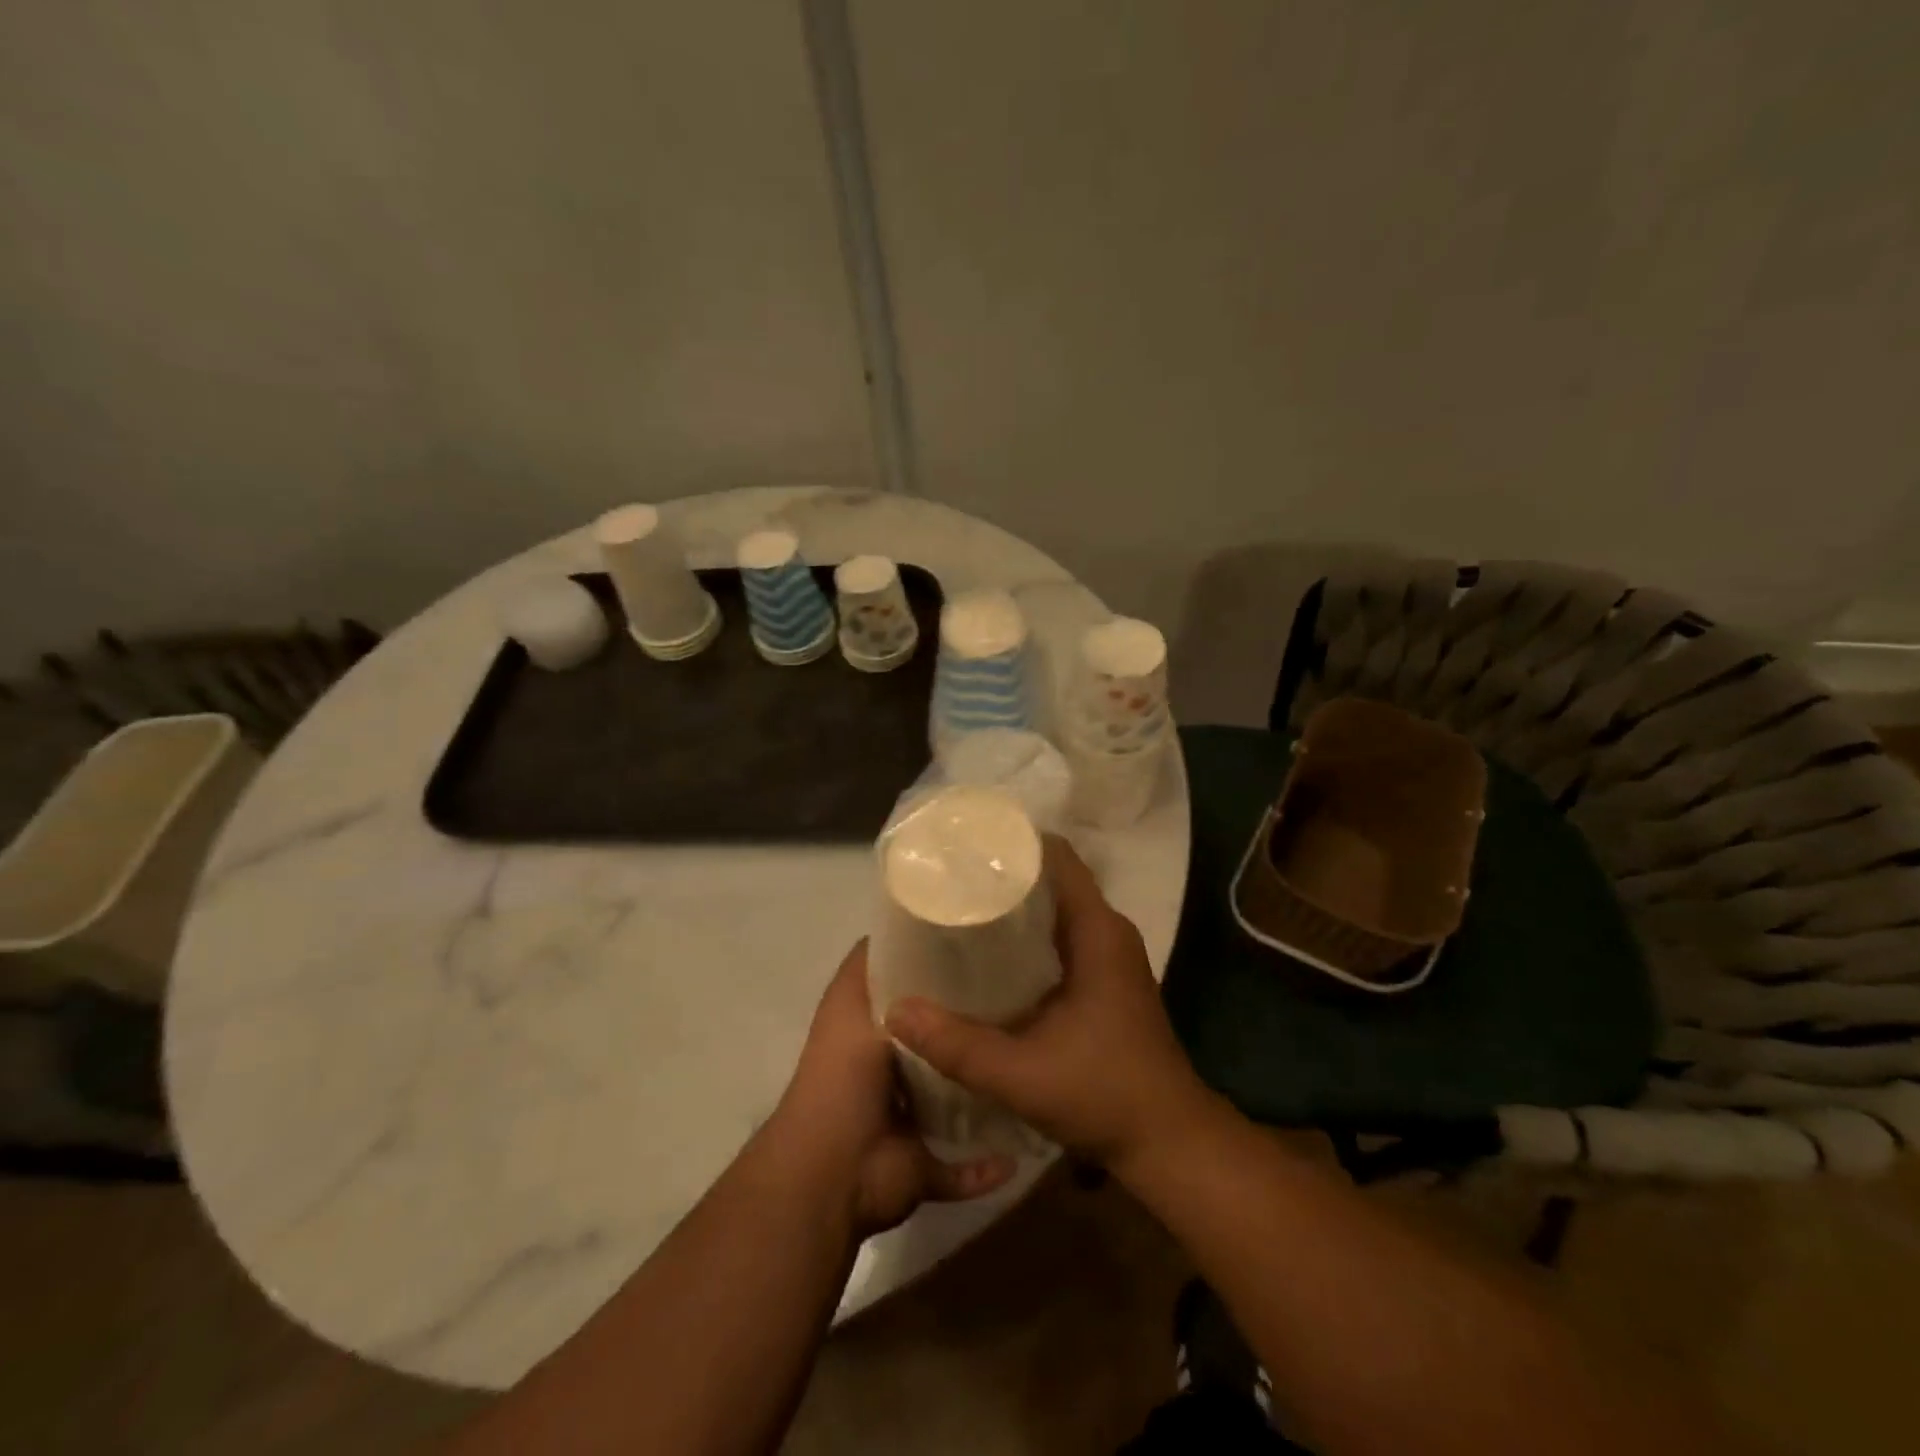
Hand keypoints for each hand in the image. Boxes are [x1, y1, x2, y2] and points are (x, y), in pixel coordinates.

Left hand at [773, 940, 1013, 1237]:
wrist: (832, 1169)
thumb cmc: (841, 1076)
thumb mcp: (851, 1003)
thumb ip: (873, 966)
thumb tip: (906, 923)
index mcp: (869, 1030)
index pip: (906, 990)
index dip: (935, 967)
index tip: (980, 945)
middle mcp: (888, 1069)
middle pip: (936, 1039)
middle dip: (970, 1023)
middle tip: (1024, 999)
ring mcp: (908, 1119)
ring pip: (955, 1099)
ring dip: (982, 1088)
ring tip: (1033, 1060)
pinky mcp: (924, 1163)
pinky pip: (963, 1166)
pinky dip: (986, 1165)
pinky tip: (1019, 1150)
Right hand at [884, 838, 1211, 1169]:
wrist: (1167, 1142)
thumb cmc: (1104, 1094)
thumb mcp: (1022, 1074)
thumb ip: (957, 1044)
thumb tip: (896, 1009)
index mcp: (1097, 930)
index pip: (1056, 857)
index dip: (1012, 843)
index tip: (965, 844)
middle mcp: (1107, 931)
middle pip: (1051, 879)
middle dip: (1002, 874)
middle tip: (947, 878)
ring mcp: (1108, 956)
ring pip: (1054, 909)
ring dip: (1013, 906)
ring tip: (958, 908)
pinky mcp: (1104, 979)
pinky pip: (1060, 937)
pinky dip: (1026, 936)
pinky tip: (987, 955)